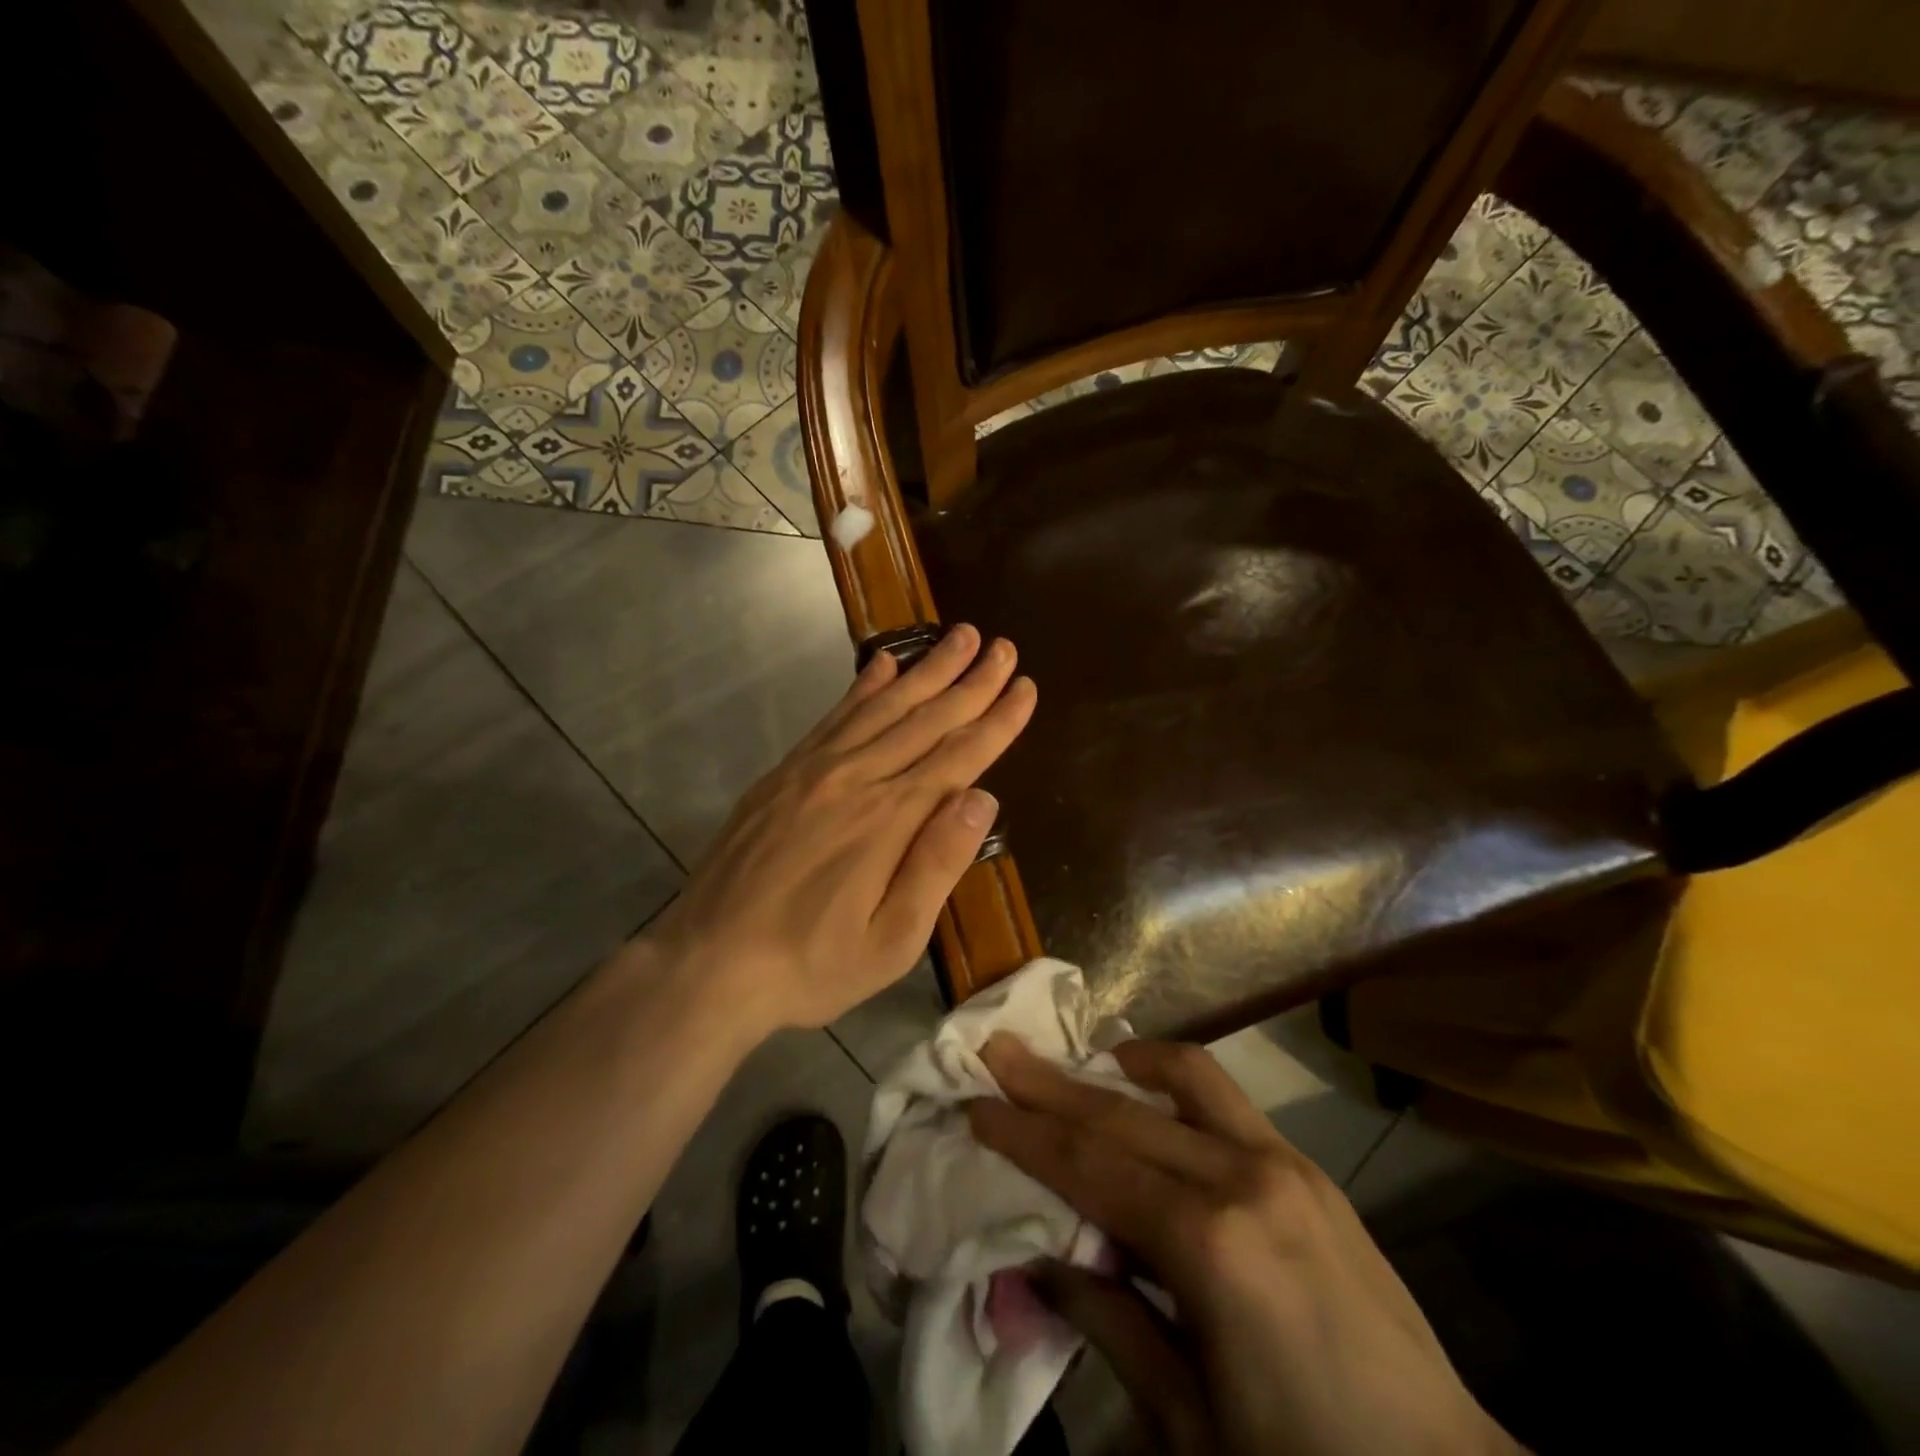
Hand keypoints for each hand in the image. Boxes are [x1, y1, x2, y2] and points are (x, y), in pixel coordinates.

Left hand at [641, 624, 1035, 1034]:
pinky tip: (885, 664)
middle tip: (1004, 647)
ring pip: (884, 706)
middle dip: (971, 681)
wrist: (707, 961)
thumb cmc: (811, 964)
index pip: (959, 757)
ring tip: (961, 637)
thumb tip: (982, 797)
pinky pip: (834, 716)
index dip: (997, 720)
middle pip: (926, 719)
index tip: (1026, 687)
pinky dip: (864, 686)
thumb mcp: (891, 941)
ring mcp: (815, 769)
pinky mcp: (785, 772)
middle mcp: (856, 778)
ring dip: (927, 669)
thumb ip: (938, 864)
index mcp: (890, 819)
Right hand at [970, 1036, 1518, 1455]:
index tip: (975, 1104)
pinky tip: (1142, 1080)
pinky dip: (1172, 1076)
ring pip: (1179, 1082)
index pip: (1090, 1167)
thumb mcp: (1188, 1429)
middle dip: (1050, 1084)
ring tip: (1067, 1055)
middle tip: (997, 1051)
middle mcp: (1244, 1179)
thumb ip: (1108, 1324)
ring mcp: (1284, 1163)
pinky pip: (1225, 1097)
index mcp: (1210, 1248)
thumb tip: (1035, 1263)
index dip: (1025, 1134)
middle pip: (1122, 1115)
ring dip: (1113, 1065)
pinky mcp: (1307, 1168)